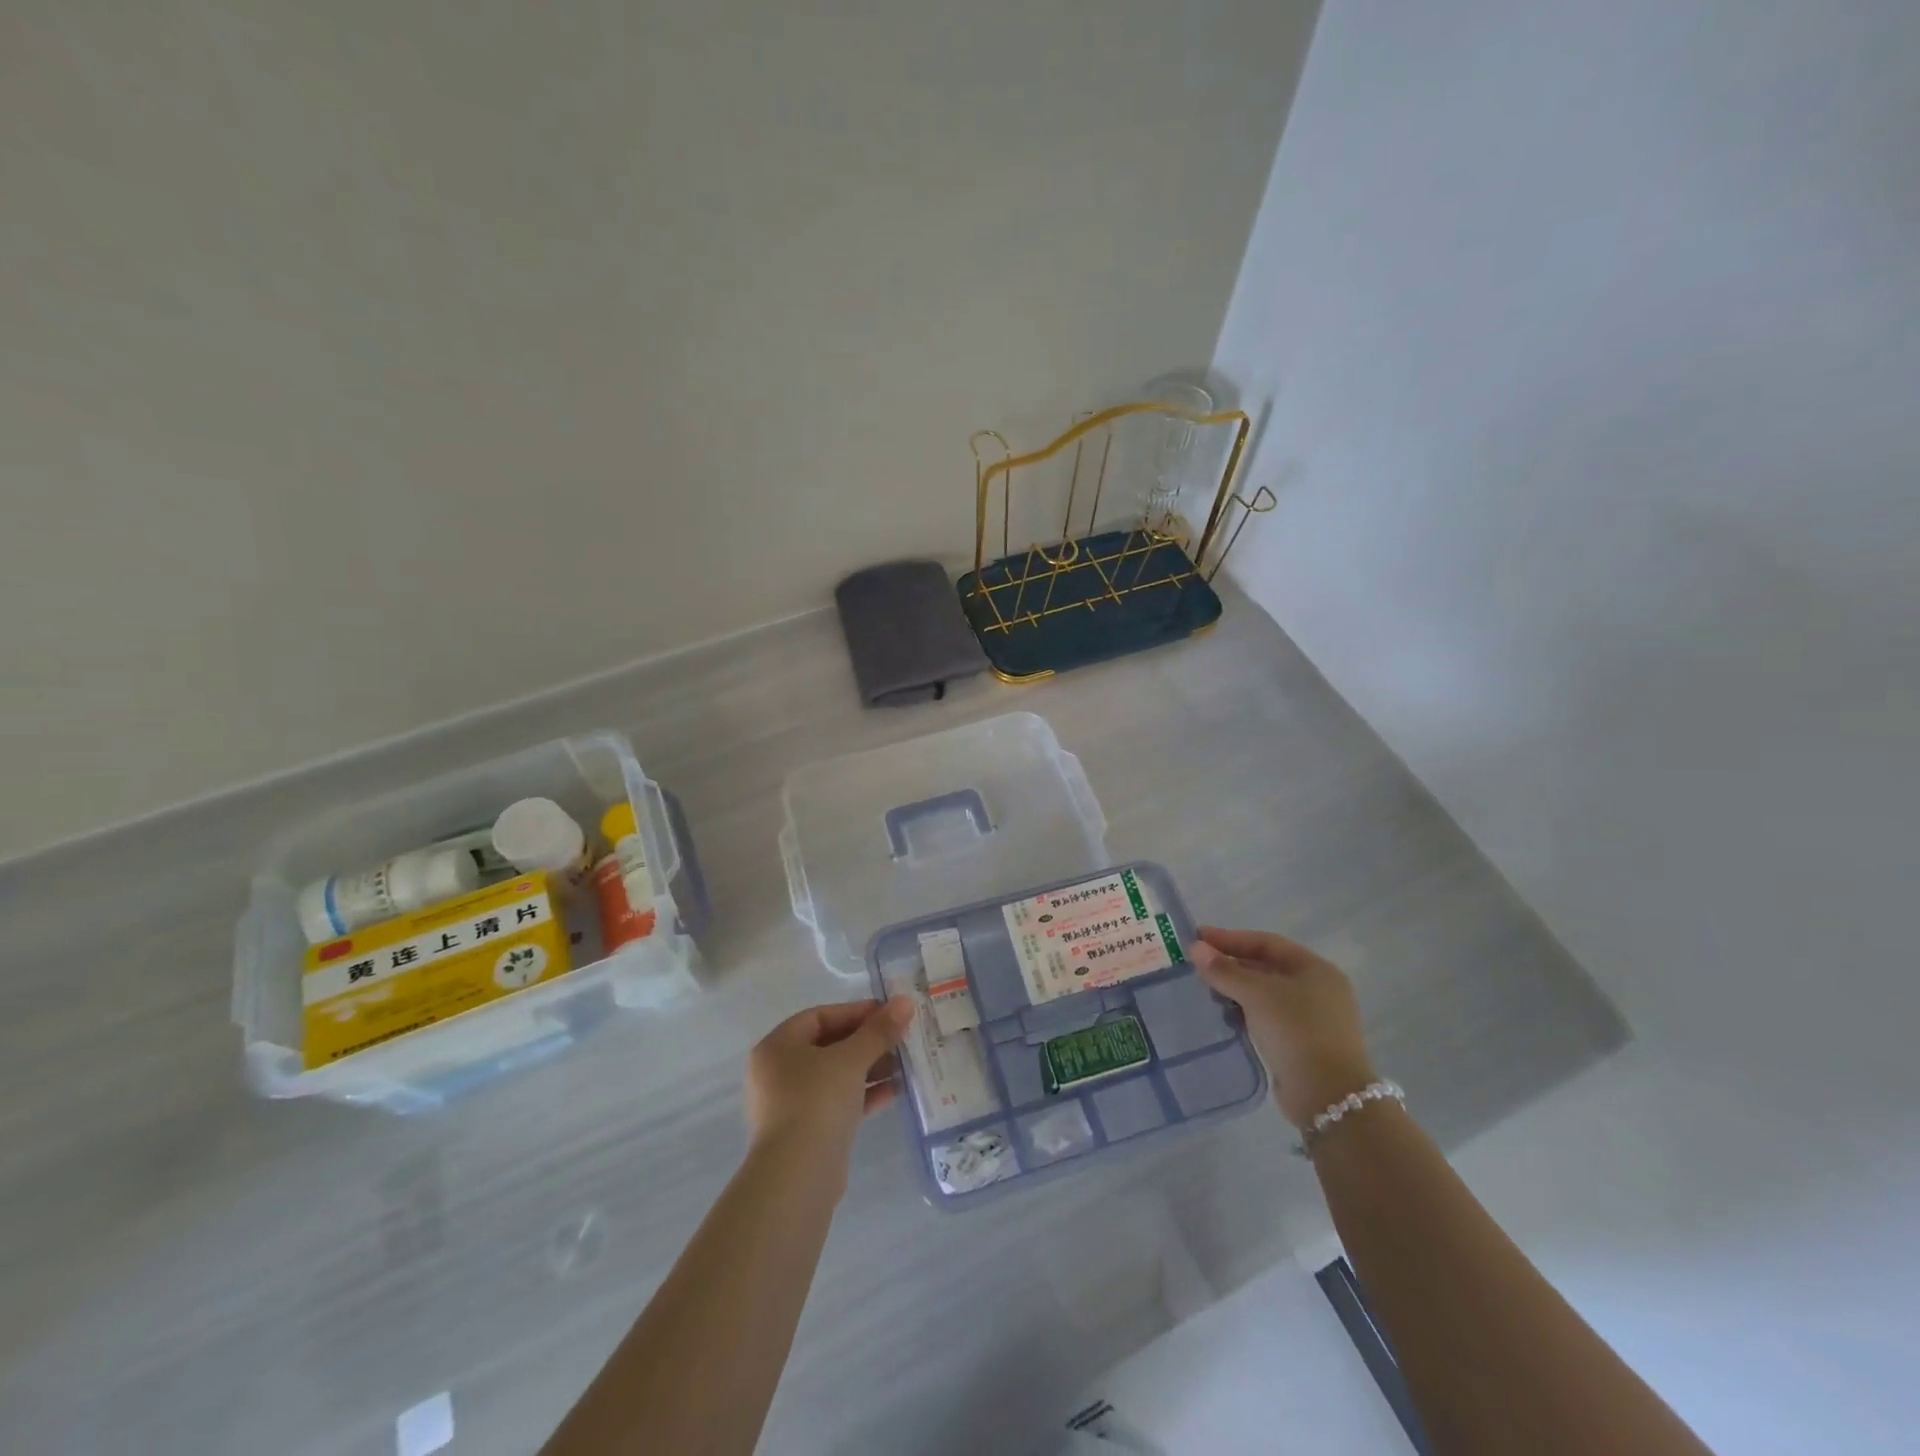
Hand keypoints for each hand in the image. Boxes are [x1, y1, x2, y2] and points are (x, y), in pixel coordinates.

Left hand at [745, 996, 915, 1160]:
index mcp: (777, 1047)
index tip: (889, 1013)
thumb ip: (879, 1030)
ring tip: (904, 1065)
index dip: (856, 1012)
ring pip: (835, 1076)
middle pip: (829, 1045)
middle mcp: (778, 1072)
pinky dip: (863, 1094)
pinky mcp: (806, 1132)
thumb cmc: (817, 1102)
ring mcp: (790, 1104)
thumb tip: (905, 1002)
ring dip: (869, 1068)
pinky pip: (837, 1102)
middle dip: (867, 1042)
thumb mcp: (851, 1059)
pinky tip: (894, 1092)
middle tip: (900, 1039)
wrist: (798, 1177)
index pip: (820, 1016)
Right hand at [1190, 926, 1377, 1128]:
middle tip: (1196, 965)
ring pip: (1265, 995)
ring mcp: (1312, 1019)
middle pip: (1267, 967)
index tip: (1197, 938)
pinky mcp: (1302, 1045)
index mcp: (1315, 969)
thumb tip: (1195, 948)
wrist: (1328, 1096)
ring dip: (1236, 990)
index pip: (1266, 943)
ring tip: (1205, 990)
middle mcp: (1318, 990)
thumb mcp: (1257, 994)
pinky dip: (1245, 1012)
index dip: (1230, 938)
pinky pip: (1267, 1018)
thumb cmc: (1296, 1031)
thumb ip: (1224, 970)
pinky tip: (1224, 1016)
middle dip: (1231, 964)